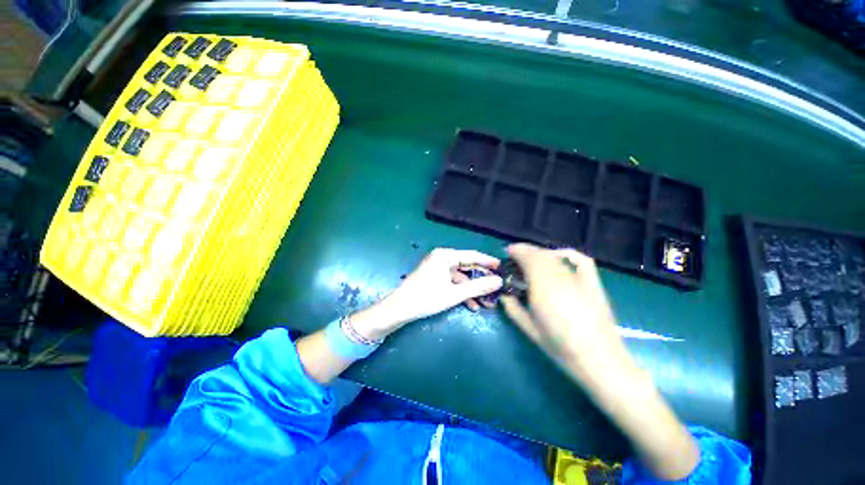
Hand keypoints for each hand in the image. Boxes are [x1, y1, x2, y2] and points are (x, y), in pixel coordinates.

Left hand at [350, 248, 502, 340]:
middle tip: (495, 289)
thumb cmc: (427, 297)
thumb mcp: (455, 293)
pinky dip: (461, 291)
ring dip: (472, 289)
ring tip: (485, 302)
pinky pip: (452, 282)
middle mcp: (442, 258)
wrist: (399, 309)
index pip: (472, 255)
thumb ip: (478, 287)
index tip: (502, 268)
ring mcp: (437, 268)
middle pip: (467, 266)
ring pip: (460, 277)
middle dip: (480, 280)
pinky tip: (471, 305)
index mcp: (445, 255)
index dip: (488, 262)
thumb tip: (499, 281)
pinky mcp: (434, 277)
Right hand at [500, 244, 632, 381]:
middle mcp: (561, 277)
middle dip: (526, 251)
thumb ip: (512, 309)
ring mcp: (579, 279)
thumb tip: (503, 295)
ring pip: (556, 256)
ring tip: (531, 260)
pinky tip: (559, 256)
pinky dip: (566, 254)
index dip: (517, 251)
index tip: (507, 252)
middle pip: (541, 254)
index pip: (528, 258)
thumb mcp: (529, 330)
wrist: (599, 360)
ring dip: (540, 254)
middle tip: (516, 257)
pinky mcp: (593, 283)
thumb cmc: (560, 347)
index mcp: (543, 288)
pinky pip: (579, 259)